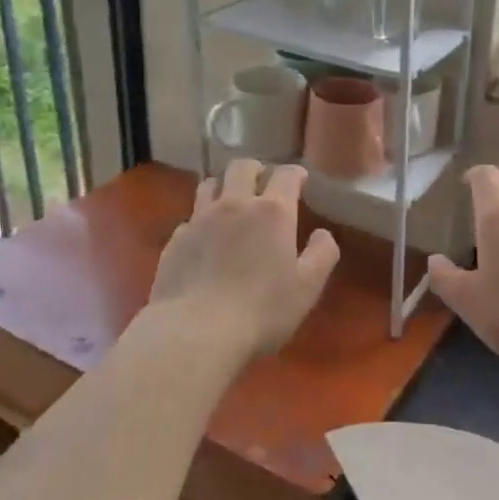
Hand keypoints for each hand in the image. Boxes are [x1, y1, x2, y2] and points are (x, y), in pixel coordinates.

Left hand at [148, 161, 339, 358]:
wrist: (195, 332)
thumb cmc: (261, 310)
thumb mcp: (307, 288)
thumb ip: (322, 255)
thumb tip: (323, 234)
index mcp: (272, 212)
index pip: (285, 175)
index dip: (295, 173)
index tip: (300, 179)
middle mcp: (234, 204)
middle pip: (242, 167)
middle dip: (256, 169)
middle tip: (263, 183)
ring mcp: (199, 219)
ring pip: (210, 184)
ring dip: (224, 186)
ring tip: (231, 201)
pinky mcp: (175, 240)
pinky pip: (190, 217)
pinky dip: (202, 219)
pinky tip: (206, 238)